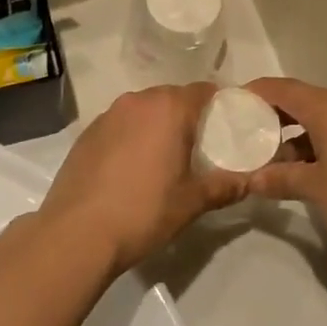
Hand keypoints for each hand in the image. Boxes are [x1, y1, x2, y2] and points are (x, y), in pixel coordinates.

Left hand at [38, 84, 247, 275]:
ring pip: (144, 111)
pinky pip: (120, 125)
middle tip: (199, 148)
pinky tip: (131, 169)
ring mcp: (108, 115)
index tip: (228, 129)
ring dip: (157, 126)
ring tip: (164, 160)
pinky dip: (132, 137)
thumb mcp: (192, 202)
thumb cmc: (144, 211)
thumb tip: (250, 181)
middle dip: (188, 117)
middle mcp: (138, 101)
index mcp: (169, 108)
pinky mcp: (86, 133)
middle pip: (173, 98)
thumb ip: (225, 186)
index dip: (220, 107)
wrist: (76, 234)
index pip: (205, 91)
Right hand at [244, 78, 326, 256]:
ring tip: (273, 159)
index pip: (283, 89)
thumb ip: (280, 178)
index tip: (231, 104)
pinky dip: (317, 142)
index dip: (255, 93)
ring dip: (296, 134)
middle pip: (302, 100)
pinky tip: (305, 168)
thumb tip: (251, 179)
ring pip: (321, 117)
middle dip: (273, 117)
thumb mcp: (315, 189)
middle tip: (247, 134)